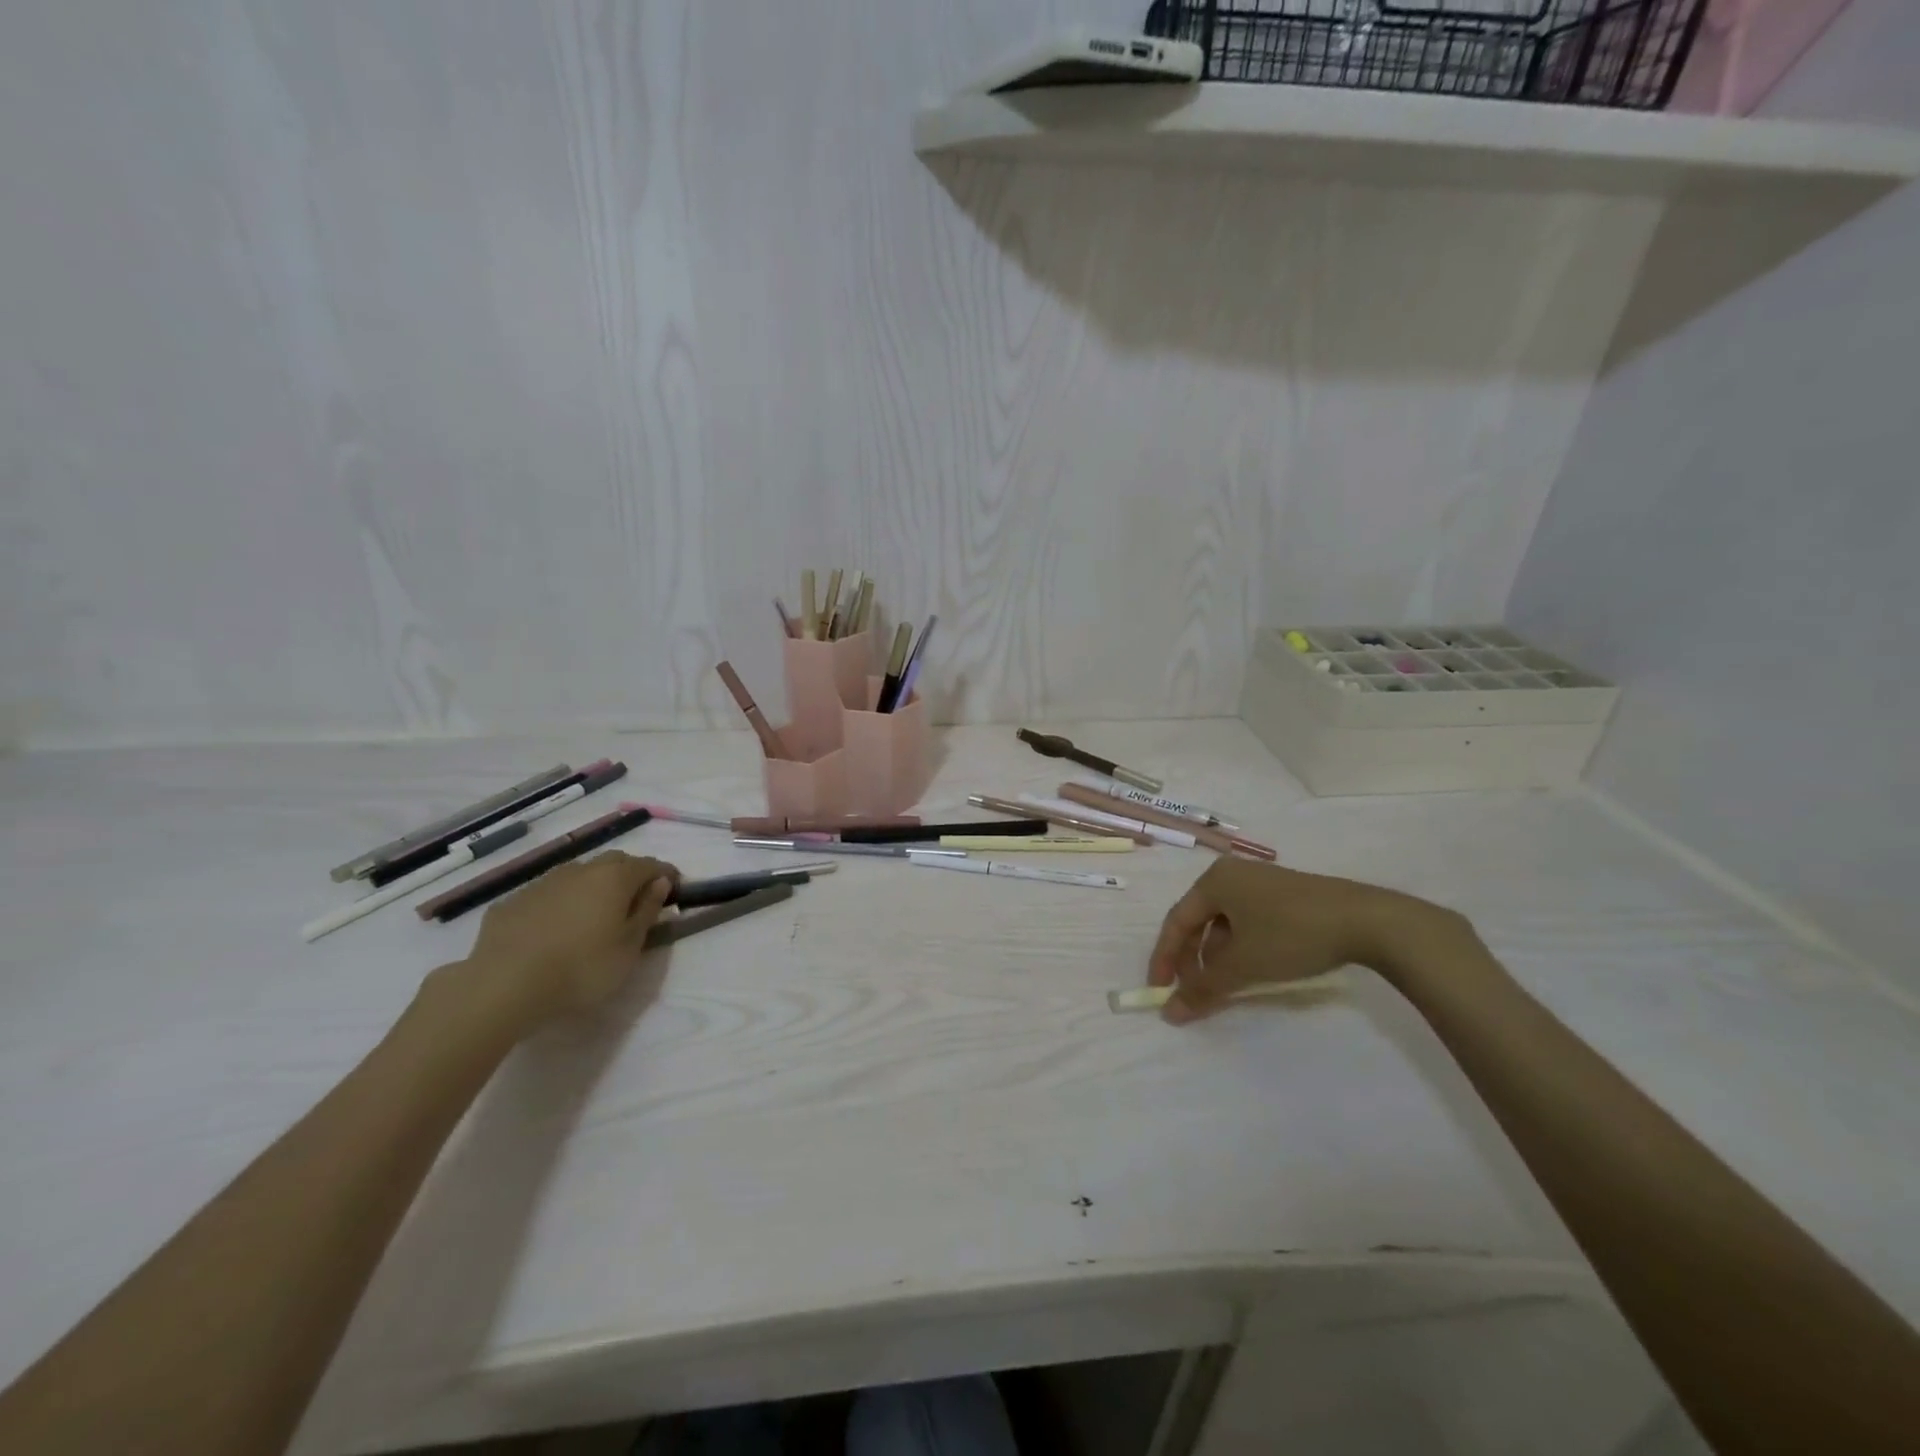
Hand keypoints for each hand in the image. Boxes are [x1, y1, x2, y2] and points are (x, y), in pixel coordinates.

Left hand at [456, 852, 680, 1030]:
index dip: (666, 874)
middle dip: (630, 874)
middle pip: (614, 862)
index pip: (650, 865)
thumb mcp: (628, 948)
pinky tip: (555, 927)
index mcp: (615, 878)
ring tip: (595, 913)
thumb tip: (659, 884)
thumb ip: (647, 911)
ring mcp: (543, 883)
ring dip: (593, 886)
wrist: (502, 986)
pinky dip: (561, 903)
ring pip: (579, 875)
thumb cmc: (581, 969)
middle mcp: (581, 871)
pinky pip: (548, 894)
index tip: (675, 887)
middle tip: (637, 899)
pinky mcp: (513, 902)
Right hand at [1148, 860, 1457, 1024]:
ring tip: (1225, 986)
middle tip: (1193, 991)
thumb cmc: (1292, 934)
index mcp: (1214, 881)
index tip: (1160, 991)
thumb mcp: (1243, 965)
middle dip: (1192, 959)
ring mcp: (1261, 883)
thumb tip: (1169, 1012)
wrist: (1366, 920)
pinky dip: (1241, 947)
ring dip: (1217, 956)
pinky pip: (1248, 921)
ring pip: (1224, 923)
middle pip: (1198, 920)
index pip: (1176, 921)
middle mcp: (1232, 875)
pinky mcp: (1285, 895)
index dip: (1164, 958)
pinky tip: (1254, 968)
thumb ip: (1203, 989)